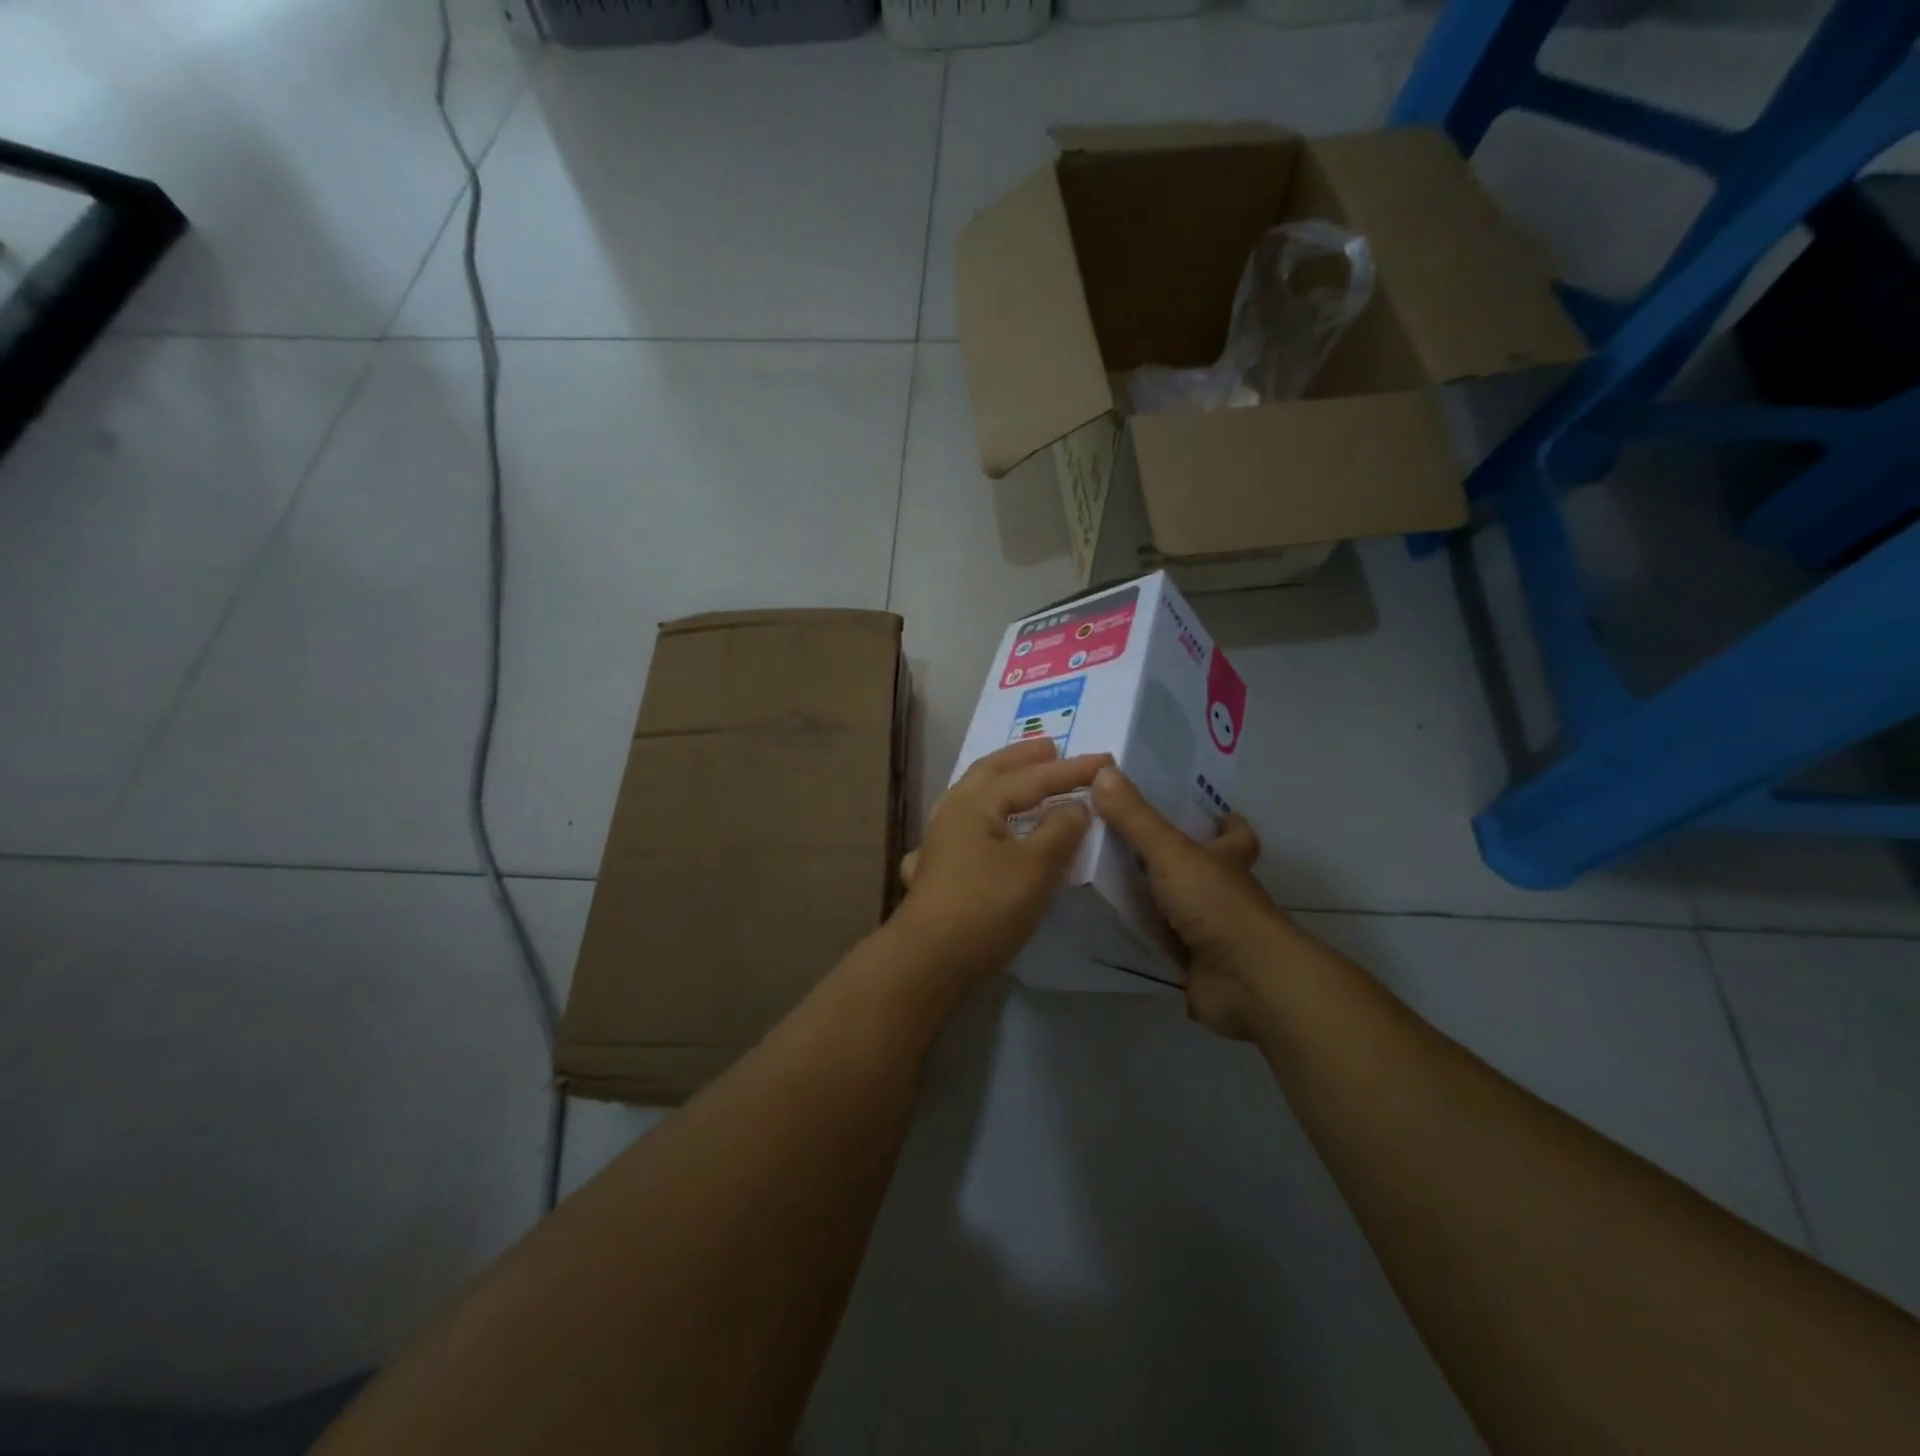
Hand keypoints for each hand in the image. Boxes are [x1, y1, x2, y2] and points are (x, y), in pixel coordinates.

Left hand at [895, 739, 1108, 985]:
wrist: (928, 960)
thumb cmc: (986, 907)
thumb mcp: (1035, 868)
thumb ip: (1060, 830)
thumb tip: (1075, 806)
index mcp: (976, 803)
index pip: (1031, 778)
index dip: (1070, 770)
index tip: (1105, 760)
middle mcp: (952, 812)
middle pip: (990, 772)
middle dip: (1023, 759)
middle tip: (1050, 748)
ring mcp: (938, 839)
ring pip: (971, 796)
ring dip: (1000, 782)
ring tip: (1021, 779)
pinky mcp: (934, 867)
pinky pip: (961, 827)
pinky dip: (981, 817)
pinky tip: (980, 830)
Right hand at [1092, 767, 1300, 1040]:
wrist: (1245, 981)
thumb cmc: (1217, 905)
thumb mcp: (1171, 853)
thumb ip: (1136, 818)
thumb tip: (1103, 771)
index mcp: (1227, 860)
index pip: (1235, 835)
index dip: (1225, 823)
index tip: (1205, 813)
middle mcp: (1222, 894)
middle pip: (1203, 870)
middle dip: (1173, 860)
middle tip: (1125, 844)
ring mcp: (1210, 932)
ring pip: (1178, 908)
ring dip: (1150, 899)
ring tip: (1100, 882)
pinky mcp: (1193, 966)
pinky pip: (1160, 946)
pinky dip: (1139, 939)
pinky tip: (1105, 929)